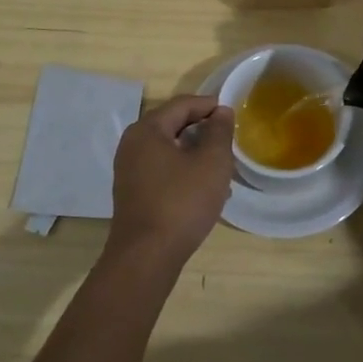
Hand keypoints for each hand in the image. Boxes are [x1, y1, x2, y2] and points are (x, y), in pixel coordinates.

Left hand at [106, 95, 234, 267]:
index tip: (233, 116)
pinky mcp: (133, 193)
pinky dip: (183, 171)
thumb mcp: (212, 162)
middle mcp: (132, 144)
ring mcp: (129, 170)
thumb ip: (219, 131)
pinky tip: (203, 189)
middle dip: (203, 130)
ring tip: (221, 167)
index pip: (182, 104)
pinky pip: (162, 170)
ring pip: (169, 150)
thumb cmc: (182, 202)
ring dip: (195, 153)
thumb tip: (221, 112)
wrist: (147, 257)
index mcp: (147, 129)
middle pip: (173, 125)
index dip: (209, 106)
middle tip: (228, 141)